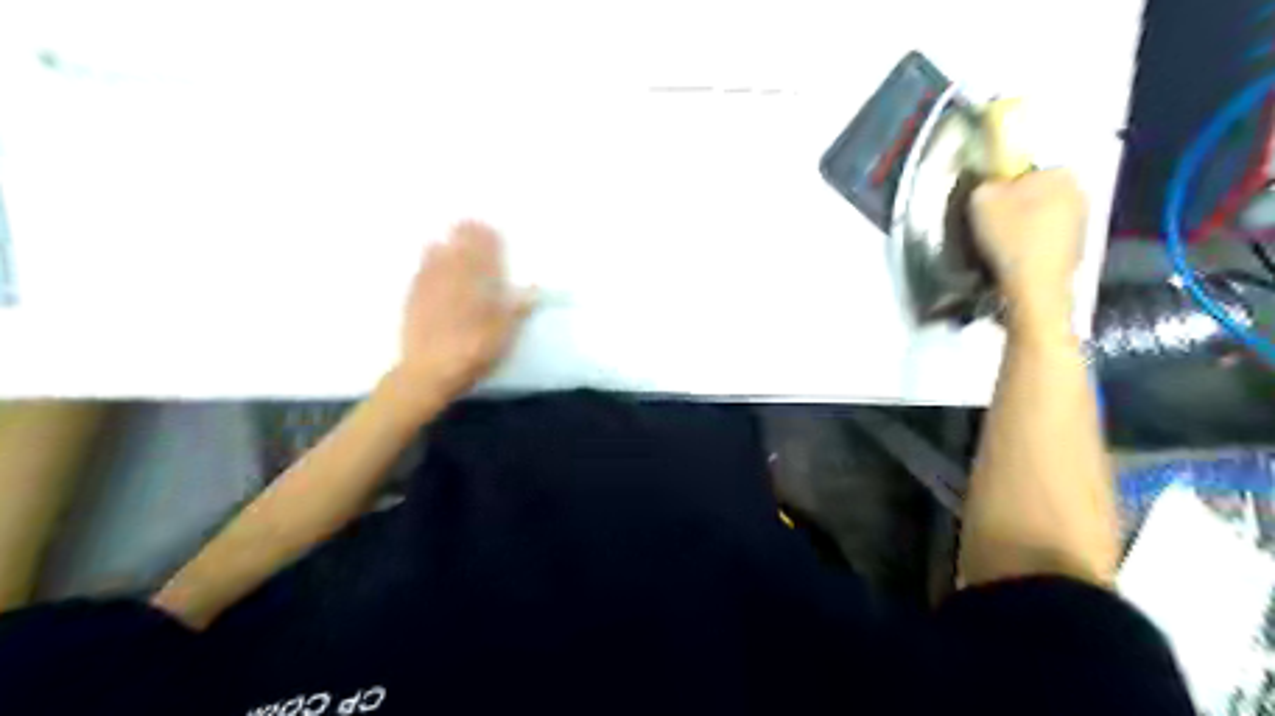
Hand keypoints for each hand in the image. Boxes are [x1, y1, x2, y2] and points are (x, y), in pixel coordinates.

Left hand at [396, 221, 537, 404]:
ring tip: (449, 232)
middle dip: (466, 236)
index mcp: (478, 288)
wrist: (430, 371)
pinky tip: (428, 252)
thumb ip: (516, 308)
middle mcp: (454, 281)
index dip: (488, 241)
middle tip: (468, 220)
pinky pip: (421, 270)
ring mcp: (430, 288)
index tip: (490, 227)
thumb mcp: (503, 333)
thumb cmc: (473, 352)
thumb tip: (533, 287)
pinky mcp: (413, 299)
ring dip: (446, 242)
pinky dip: (427, 258)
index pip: (486, 258)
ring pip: (438, 257)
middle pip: (461, 252)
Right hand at [978, 169, 1083, 306]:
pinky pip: (1047, 235)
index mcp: (1059, 172)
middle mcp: (1079, 190)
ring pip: (1041, 213)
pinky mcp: (1078, 244)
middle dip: (1015, 203)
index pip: (1024, 168)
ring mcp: (1083, 219)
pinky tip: (1017, 256)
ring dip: (1023, 224)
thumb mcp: (981, 201)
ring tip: (1002, 243)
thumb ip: (986, 183)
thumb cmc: (1010, 237)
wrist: (1035, 285)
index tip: (986, 204)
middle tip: (991, 223)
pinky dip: (1032, 241)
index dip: (1001, 185)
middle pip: (1035, 192)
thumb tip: (991, 184)